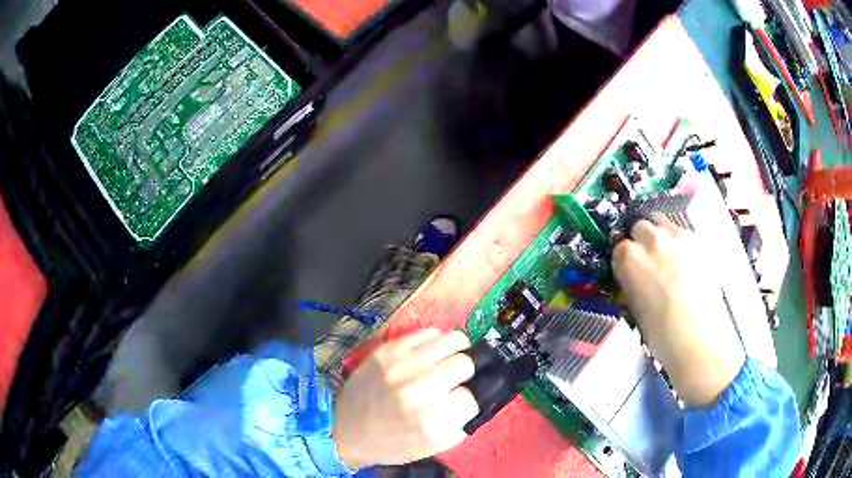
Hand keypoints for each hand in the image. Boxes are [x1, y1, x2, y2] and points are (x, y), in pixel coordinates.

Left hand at [333, 329, 478, 468]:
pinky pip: (428, 332)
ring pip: (453, 340)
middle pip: (465, 364)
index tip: (460, 401)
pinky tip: (430, 353)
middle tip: (456, 380)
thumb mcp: (431, 446)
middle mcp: (420, 389)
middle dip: (465, 374)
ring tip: (450, 359)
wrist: (345, 428)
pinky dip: (435, 342)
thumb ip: (459, 424)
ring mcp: (403, 365)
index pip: (472, 398)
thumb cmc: (391, 443)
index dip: (469, 400)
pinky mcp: (388, 349)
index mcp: (431, 421)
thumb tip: (476, 399)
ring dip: (457, 351)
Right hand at [612, 214, 745, 407]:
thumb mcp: (635, 308)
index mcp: (630, 258)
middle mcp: (653, 239)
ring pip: (663, 223)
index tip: (629, 271)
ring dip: (661, 236)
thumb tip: (635, 274)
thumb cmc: (661, 335)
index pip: (619, 246)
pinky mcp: (700, 242)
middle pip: (641, 226)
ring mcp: (679, 237)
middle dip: (641, 240)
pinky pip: (684, 234)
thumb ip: (633, 282)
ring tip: (669, 259)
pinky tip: (687, 265)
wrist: (699, 341)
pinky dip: (681, 243)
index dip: (625, 260)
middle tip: (649, 262)